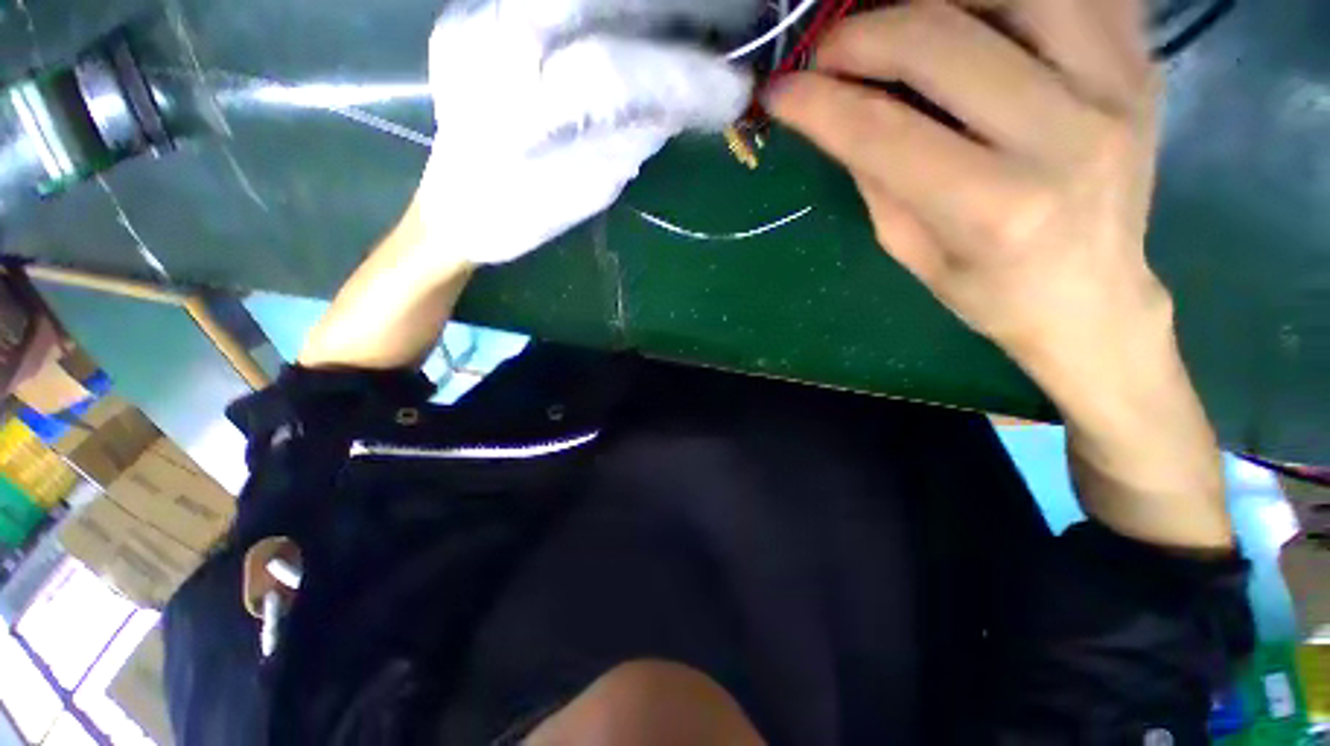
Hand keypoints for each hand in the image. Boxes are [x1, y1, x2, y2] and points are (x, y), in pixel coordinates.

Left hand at [417, 0, 754, 265]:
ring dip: (648, 1)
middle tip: (728, 23)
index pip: (609, 74)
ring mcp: (476, 18)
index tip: (733, 92)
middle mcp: (487, 47)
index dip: (680, 76)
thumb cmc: (517, 219)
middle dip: (672, 8)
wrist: (453, 206)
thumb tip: (679, 102)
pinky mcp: (476, 10)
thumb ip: (627, 141)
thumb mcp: (583, 193)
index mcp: (514, 113)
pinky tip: (647, 19)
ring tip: (699, 18)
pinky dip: (614, 5)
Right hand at [768, 0, 1167, 375]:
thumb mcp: (912, 250)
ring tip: (894, 27)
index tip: (778, 92)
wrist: (1091, 295)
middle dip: (861, 35)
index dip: (819, 104)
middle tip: (825, 53)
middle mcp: (1066, 136)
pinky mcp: (1140, 61)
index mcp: (997, 210)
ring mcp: (1117, 85)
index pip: (884, 132)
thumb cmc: (989, 290)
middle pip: (942, 40)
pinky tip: (969, 16)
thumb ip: (877, 175)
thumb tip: (835, 109)